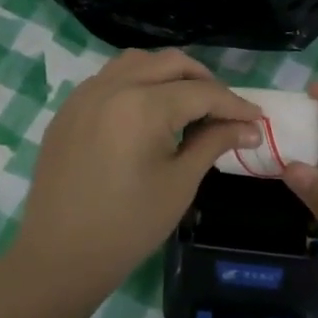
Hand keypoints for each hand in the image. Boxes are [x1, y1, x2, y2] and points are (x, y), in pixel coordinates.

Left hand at [4, 50, 261, 312]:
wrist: (60, 256)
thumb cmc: (128, 226)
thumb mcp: (180, 183)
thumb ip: (214, 143)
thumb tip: (249, 128)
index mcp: (143, 106)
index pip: (202, 92)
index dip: (235, 105)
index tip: (258, 120)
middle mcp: (113, 87)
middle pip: (171, 64)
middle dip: (204, 82)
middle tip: (225, 111)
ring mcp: (85, 94)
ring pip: (137, 62)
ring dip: (169, 74)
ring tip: (187, 103)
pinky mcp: (69, 109)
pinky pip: (110, 78)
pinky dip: (138, 82)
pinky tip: (148, 112)